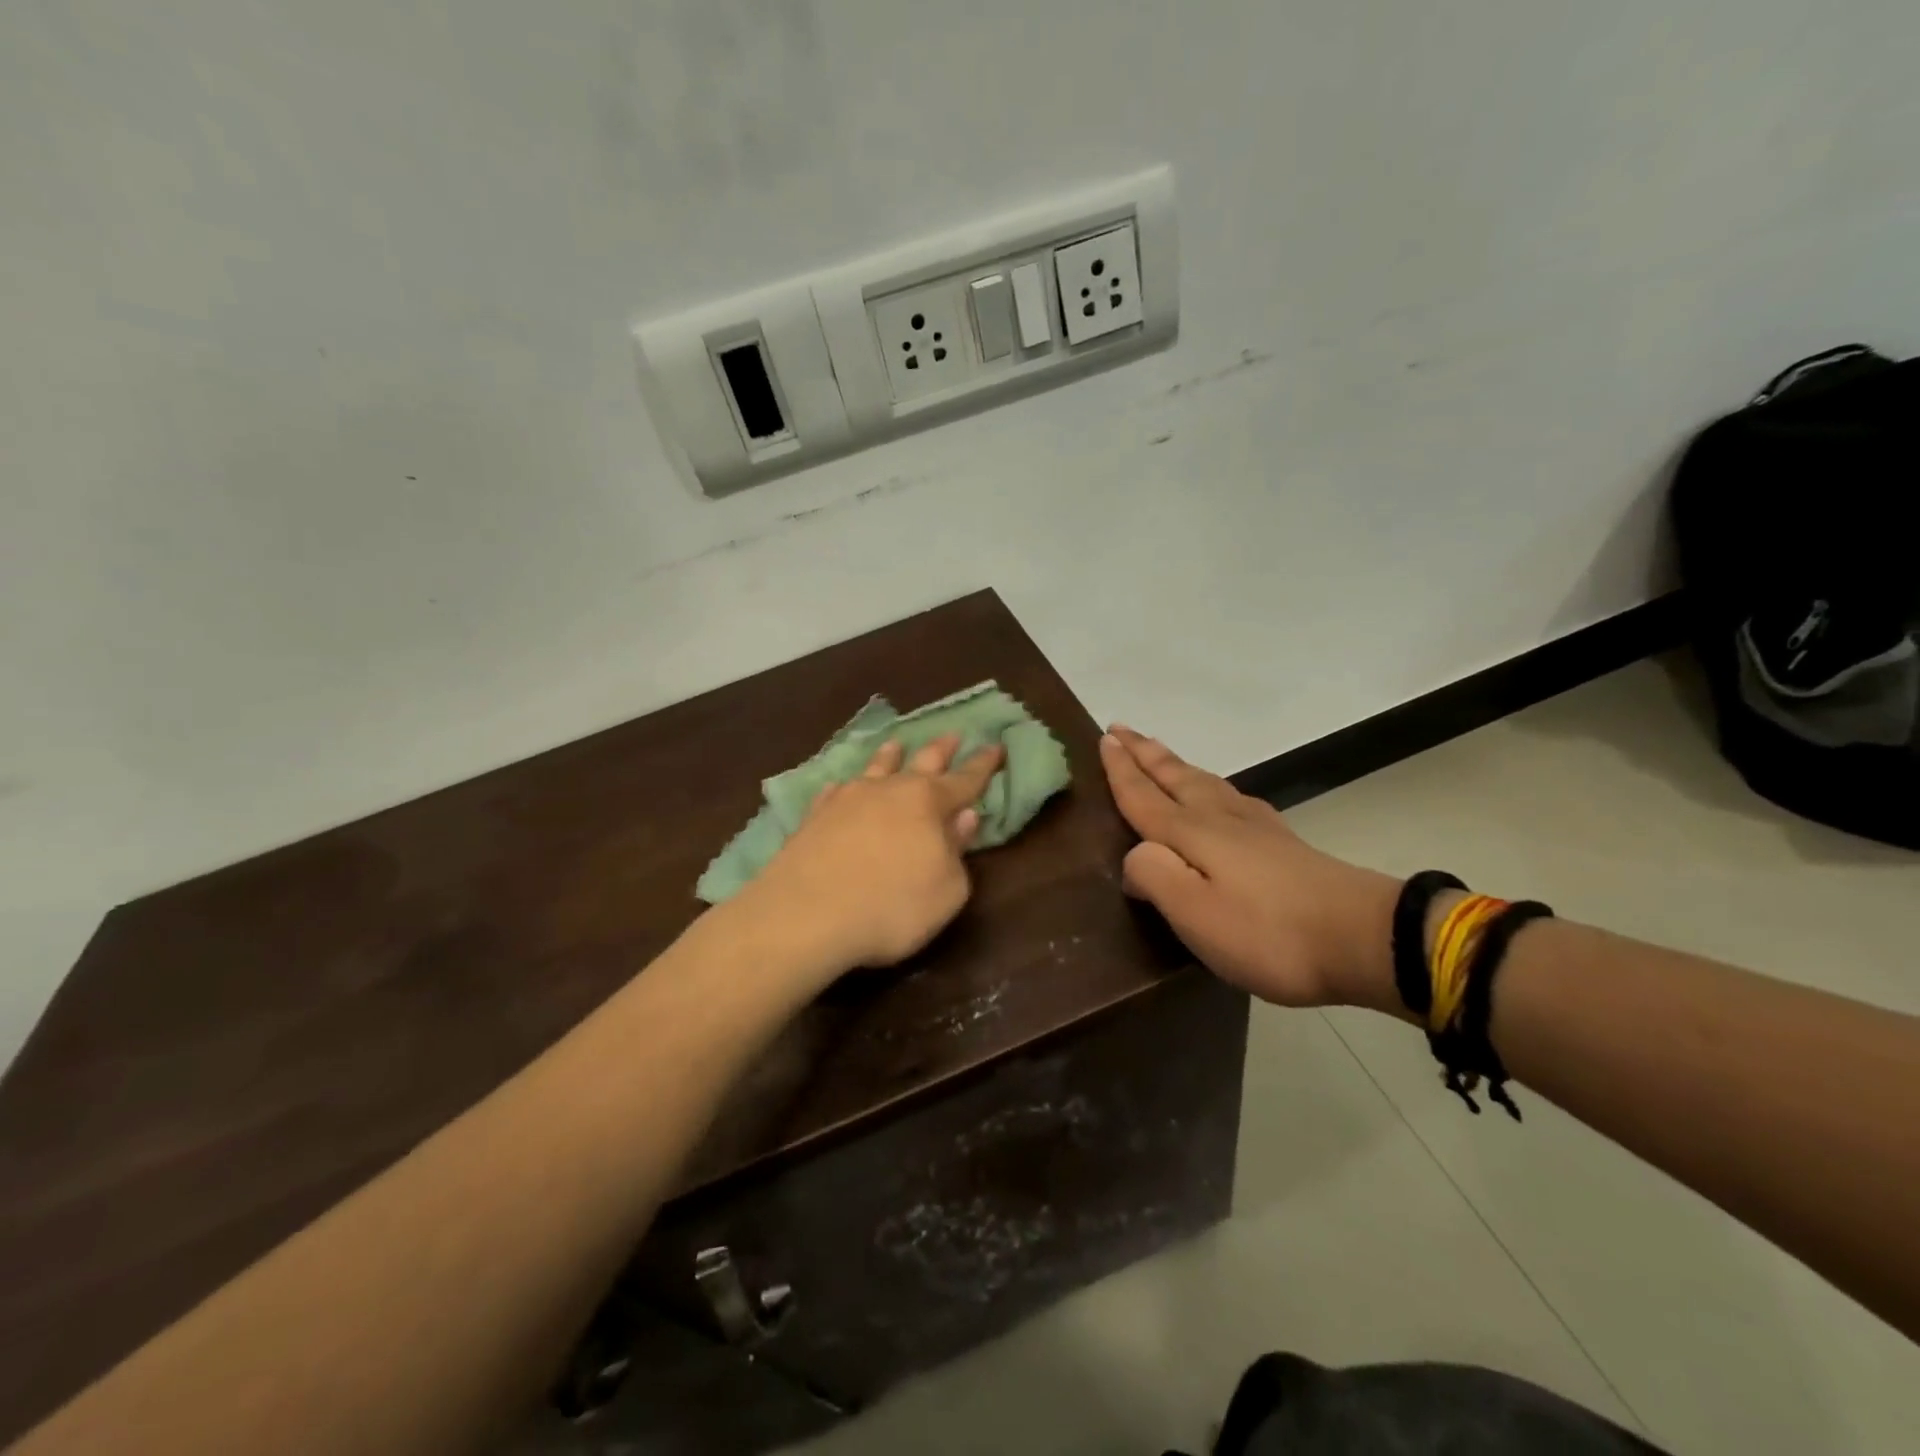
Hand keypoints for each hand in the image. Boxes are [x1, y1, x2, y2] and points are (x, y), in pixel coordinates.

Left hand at [743, 734, 1005, 972]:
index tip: (995, 746)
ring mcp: (847, 799)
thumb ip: (957, 852)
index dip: (983, 766)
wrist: (806, 915)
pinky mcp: (814, 816)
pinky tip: (841, 786)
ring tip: (896, 743)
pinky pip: (835, 792)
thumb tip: (963, 818)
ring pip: (875, 768)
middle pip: (921, 762)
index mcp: (928, 803)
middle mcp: (889, 791)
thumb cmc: (891, 907)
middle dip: (941, 749)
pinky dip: (845, 786)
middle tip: (953, 734)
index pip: (965, 780)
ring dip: (889, 756)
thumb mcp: (946, 890)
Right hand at [1099, 727, 1401, 1010]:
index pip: (1145, 795)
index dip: (1122, 769)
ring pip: (1203, 782)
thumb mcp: (1195, 913)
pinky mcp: (1281, 843)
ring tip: (1158, 752)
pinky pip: (1230, 797)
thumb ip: (1154, 876)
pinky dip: (1210, 784)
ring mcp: (1255, 827)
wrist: (1363, 937)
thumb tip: (1133, 856)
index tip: (1104, 738)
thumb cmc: (1267, 931)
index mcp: (1193, 833)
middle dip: (1145, 753)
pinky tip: (1220, 793)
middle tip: (1121, 729)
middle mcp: (1220, 818)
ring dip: (1174, 764)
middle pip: (1174, 777)